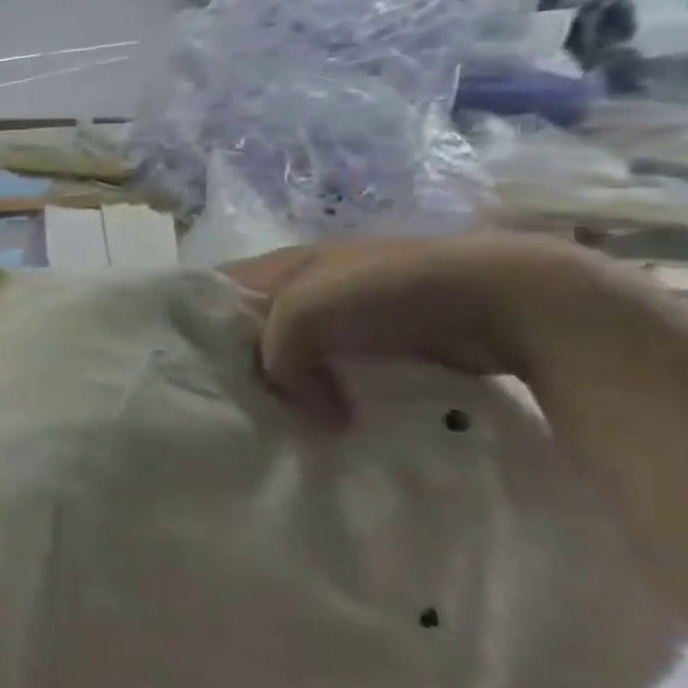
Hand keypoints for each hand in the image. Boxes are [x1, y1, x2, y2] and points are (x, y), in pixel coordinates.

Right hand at [221, 234, 589, 426]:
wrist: (506, 298)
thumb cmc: (388, 291)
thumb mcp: (305, 310)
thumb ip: (275, 352)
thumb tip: (301, 409)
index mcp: (278, 265)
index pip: (214, 290)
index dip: (193, 323)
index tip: (181, 367)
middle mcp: (303, 287)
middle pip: (248, 328)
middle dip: (237, 363)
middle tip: (224, 405)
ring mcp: (344, 317)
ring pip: (290, 356)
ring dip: (283, 387)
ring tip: (270, 422)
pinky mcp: (379, 347)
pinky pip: (331, 375)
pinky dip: (322, 398)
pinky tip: (322, 423)